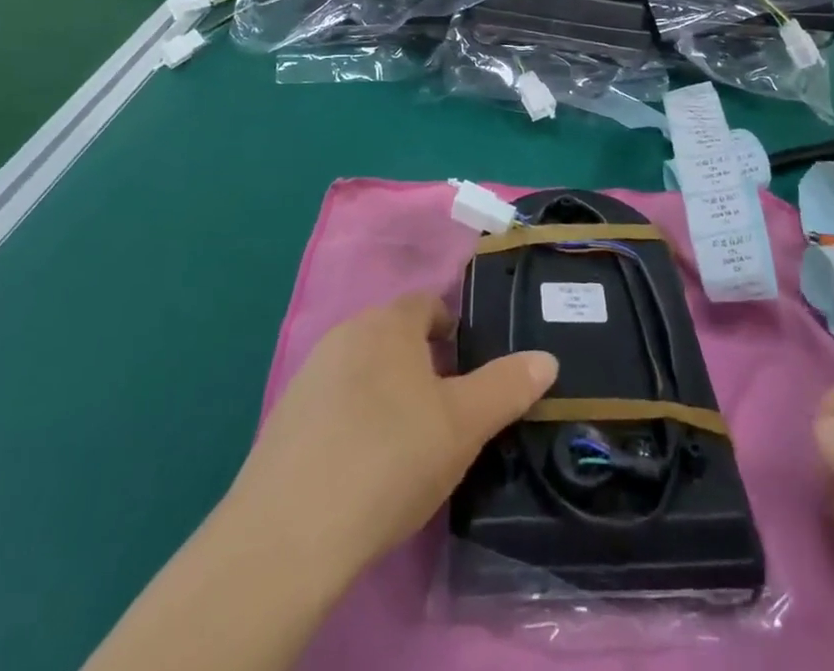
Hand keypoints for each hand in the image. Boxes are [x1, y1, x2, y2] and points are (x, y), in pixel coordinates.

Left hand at [232, 294, 557, 573]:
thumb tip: (547, 358)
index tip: (470, 367)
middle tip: (448, 411)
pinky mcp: (286, 415)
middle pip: (394, 335)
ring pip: (363, 368)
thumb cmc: (391, 457)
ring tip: (408, 442)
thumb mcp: (464, 425)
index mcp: (389, 323)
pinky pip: (334, 402)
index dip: (453, 329)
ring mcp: (310, 372)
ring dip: (388, 391)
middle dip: (423, 363)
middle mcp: (346, 332)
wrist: (292, 528)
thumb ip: (507, 387)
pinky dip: (354, 418)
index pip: (427, 304)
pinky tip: (363, 464)